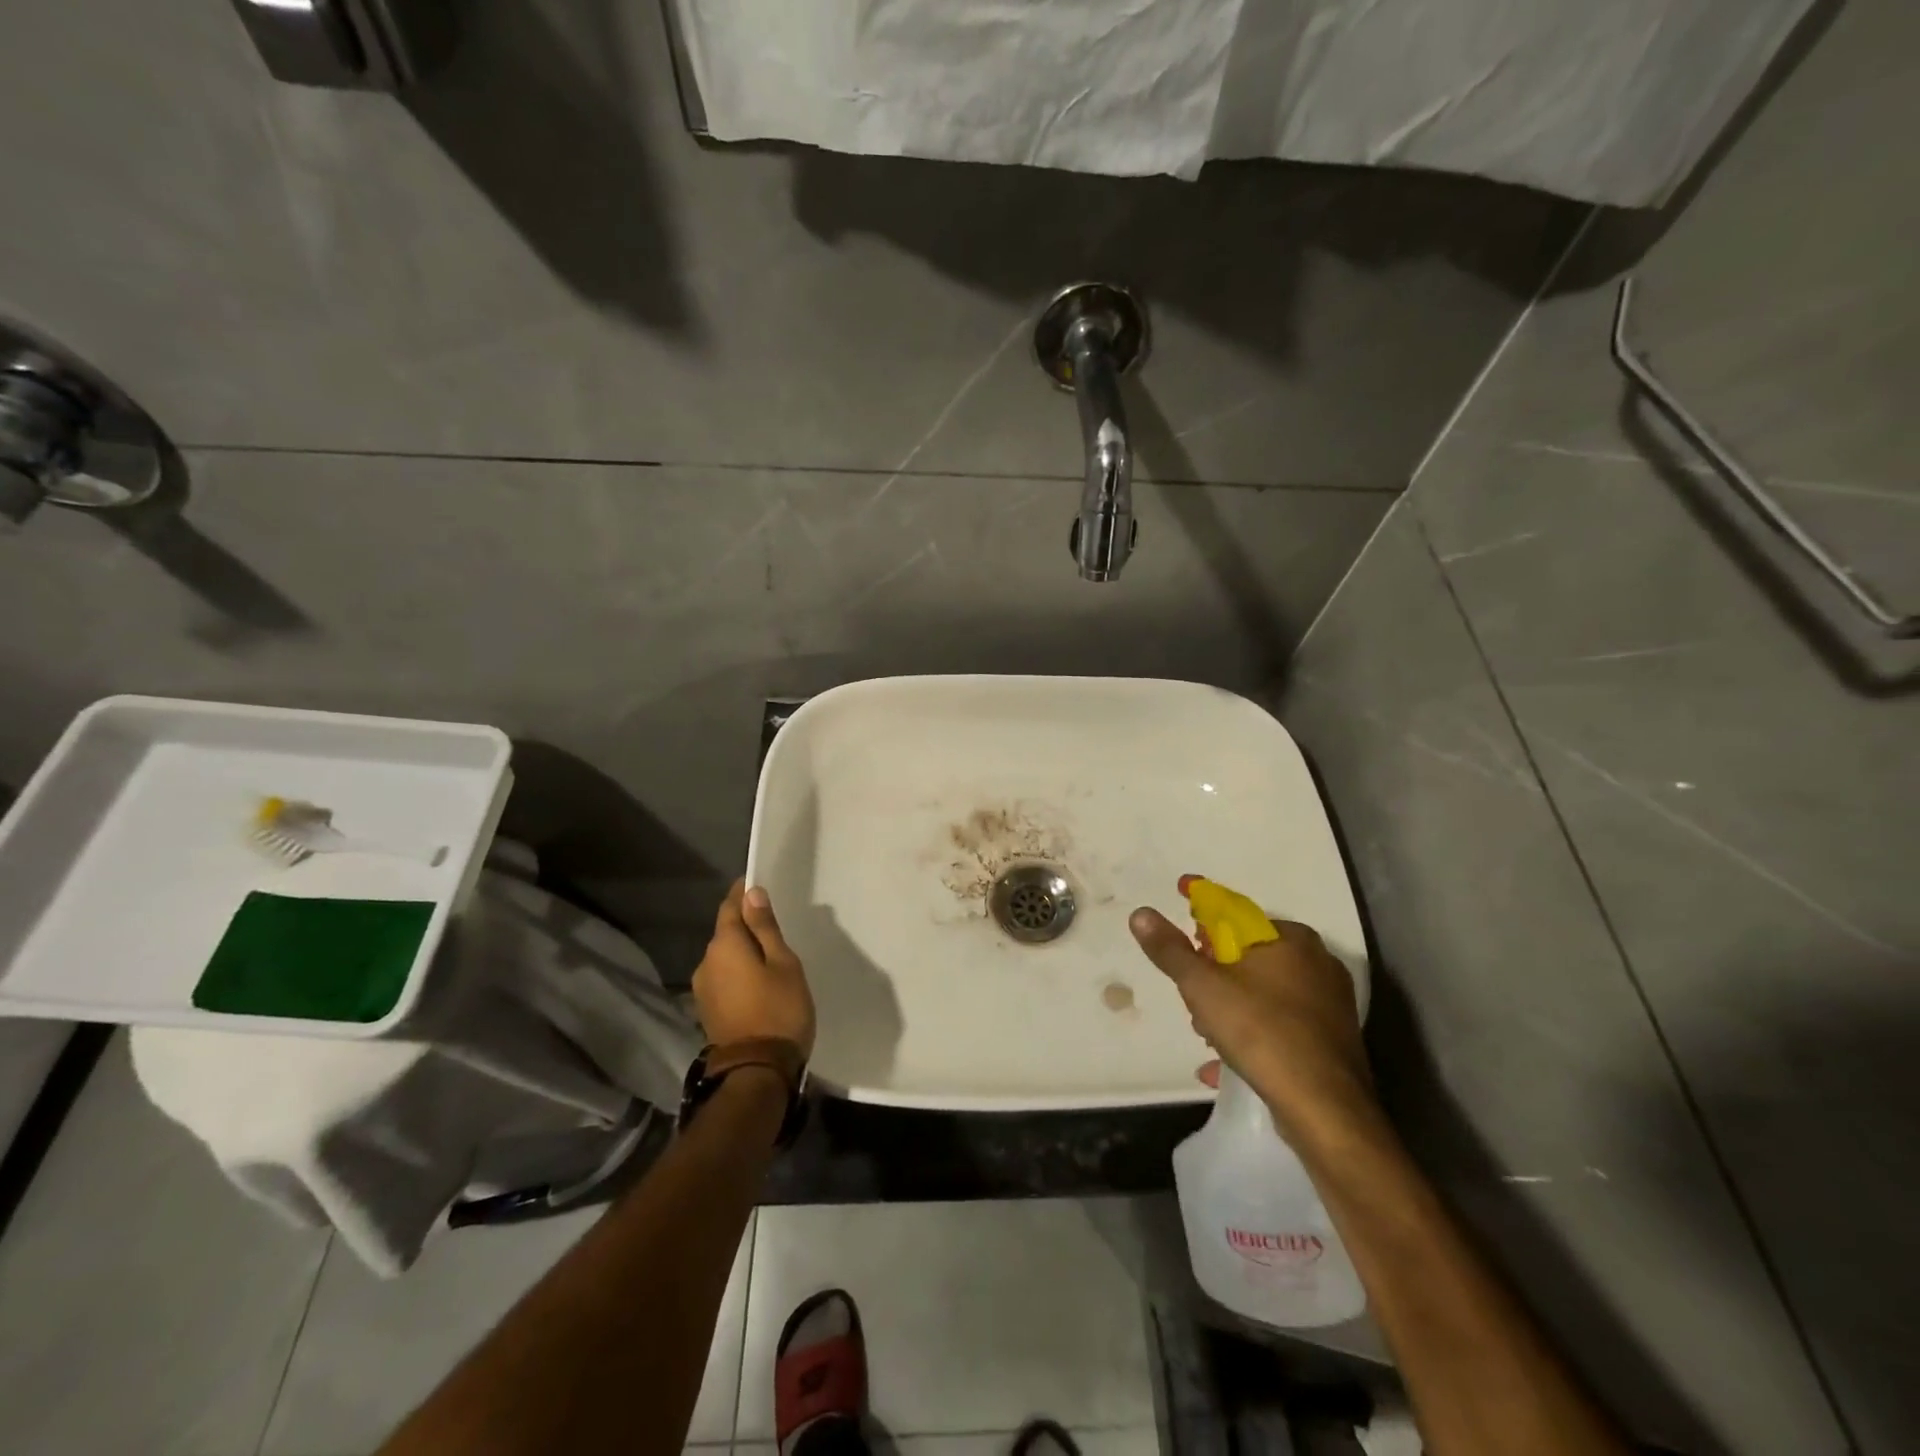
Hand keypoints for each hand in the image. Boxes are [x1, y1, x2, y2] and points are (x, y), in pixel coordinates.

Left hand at [693, 882, 815, 1058]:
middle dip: (745, 923)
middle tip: (773, 923)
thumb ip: (765, 927)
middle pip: (726, 932)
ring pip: (724, 957)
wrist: (756, 1072)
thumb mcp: (783, 963)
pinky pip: (723, 977)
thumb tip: (752, 893)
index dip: (742, 893)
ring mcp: (703, 989)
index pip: (730, 906)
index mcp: (724, 945)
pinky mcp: (707, 1010)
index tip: (756, 884)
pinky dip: (738, 971)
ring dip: (742, 950)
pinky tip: (757, 980)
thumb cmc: (778, 1010)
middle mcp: (706, 962)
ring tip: (769, 955)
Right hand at [1129, 902, 1373, 1142]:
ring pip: (1264, 992)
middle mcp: (1317, 962)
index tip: (1181, 915)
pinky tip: (1226, 1061)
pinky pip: (1280, 1024)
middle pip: (1248, 956)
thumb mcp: (1202, 987)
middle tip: (1190, 995)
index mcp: (1290, 938)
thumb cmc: (1261, 1032)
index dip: (1201, 914)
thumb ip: (1170, 950)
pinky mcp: (1333, 1040)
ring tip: (1206, 1034)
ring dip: (1229, 1007)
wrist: (1325, 1109)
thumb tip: (1141, 913)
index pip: (1235, 914)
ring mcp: (1329, 1003)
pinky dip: (1252, 1034)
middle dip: (1214, 972)